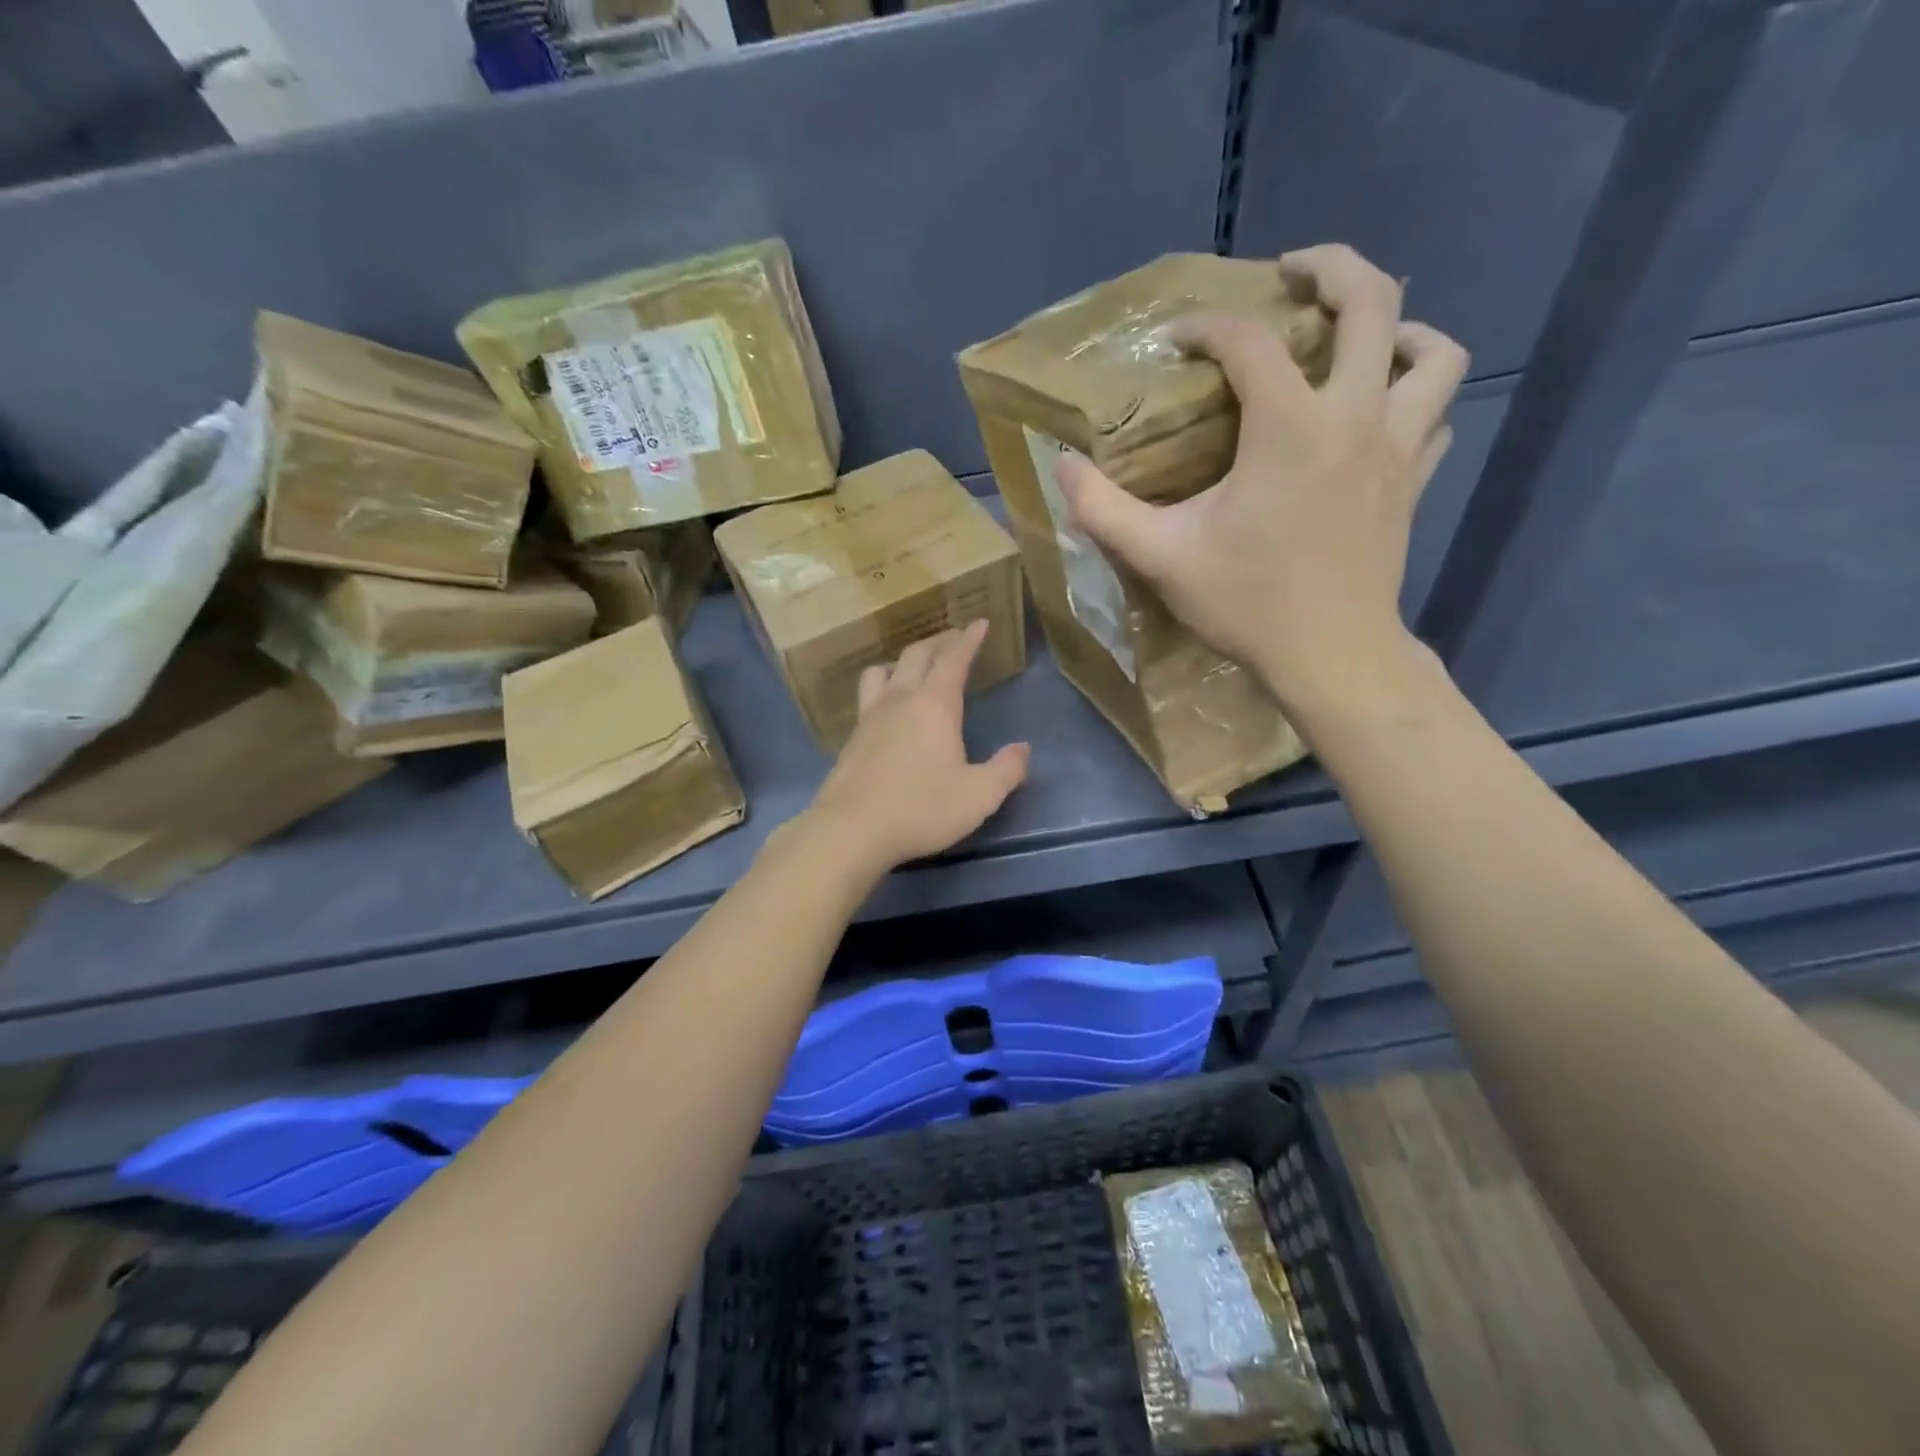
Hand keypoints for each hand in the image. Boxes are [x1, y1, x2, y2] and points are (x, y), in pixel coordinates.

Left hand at [804, 620, 1029, 873]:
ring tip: (912, 668)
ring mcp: (869, 718)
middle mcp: (900, 701)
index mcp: (934, 706)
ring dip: (901, 661)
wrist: (851, 830)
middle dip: (939, 642)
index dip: (969, 639)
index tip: (979, 623)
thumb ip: (1006, 770)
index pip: (953, 659)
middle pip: (916, 655)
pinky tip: (886, 709)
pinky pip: (867, 697)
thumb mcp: (979, 796)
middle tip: (954, 639)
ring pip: (882, 671)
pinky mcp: (851, 739)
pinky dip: (881, 688)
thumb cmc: (921, 809)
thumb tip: (1022, 749)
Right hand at [1056, 243, 1468, 716]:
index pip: (1248, 340)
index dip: (1206, 327)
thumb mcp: (1161, 558)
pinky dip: (1414, 396)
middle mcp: (1354, 416)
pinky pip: (1435, 414)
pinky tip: (1380, 412)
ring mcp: (1396, 447)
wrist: (1329, 656)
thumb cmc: (1246, 604)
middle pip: (1371, 301)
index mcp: (1289, 426)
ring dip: (1398, 327)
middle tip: (1293, 273)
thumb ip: (1104, 510)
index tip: (1177, 341)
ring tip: (1359, 336)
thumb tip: (1062, 467)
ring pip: (1433, 351)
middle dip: (1331, 268)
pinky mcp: (1412, 481)